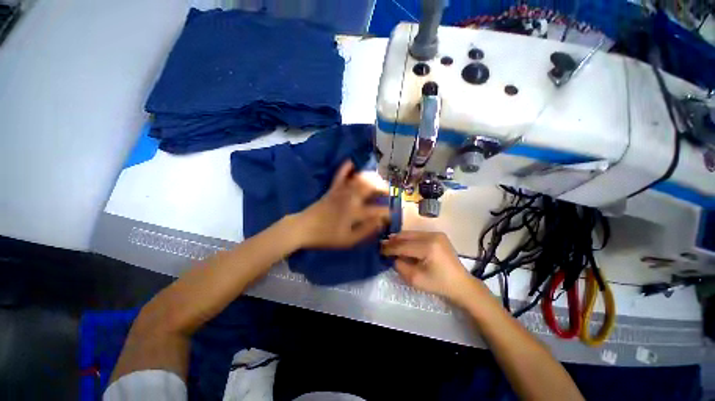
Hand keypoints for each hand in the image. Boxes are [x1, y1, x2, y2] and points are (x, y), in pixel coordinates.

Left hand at [295, 161, 389, 248]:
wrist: (303, 228)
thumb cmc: (326, 236)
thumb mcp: (348, 240)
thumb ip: (365, 231)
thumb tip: (380, 223)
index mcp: (355, 212)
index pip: (376, 210)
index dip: (387, 212)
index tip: (392, 214)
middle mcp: (350, 198)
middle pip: (370, 187)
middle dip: (382, 187)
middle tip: (388, 191)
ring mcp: (340, 191)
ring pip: (358, 179)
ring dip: (371, 177)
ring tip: (378, 179)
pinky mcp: (332, 189)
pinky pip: (340, 175)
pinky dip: (346, 167)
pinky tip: (352, 162)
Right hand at [381, 231, 480, 302]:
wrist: (461, 284)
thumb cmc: (439, 284)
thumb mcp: (415, 279)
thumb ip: (400, 266)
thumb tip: (393, 256)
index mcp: (428, 247)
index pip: (403, 246)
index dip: (389, 248)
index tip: (378, 249)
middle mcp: (432, 236)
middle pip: (406, 236)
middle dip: (393, 241)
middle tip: (382, 245)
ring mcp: (436, 234)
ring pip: (411, 233)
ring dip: (400, 239)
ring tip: (390, 244)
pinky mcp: (438, 235)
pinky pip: (418, 235)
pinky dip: (409, 239)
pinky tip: (403, 244)